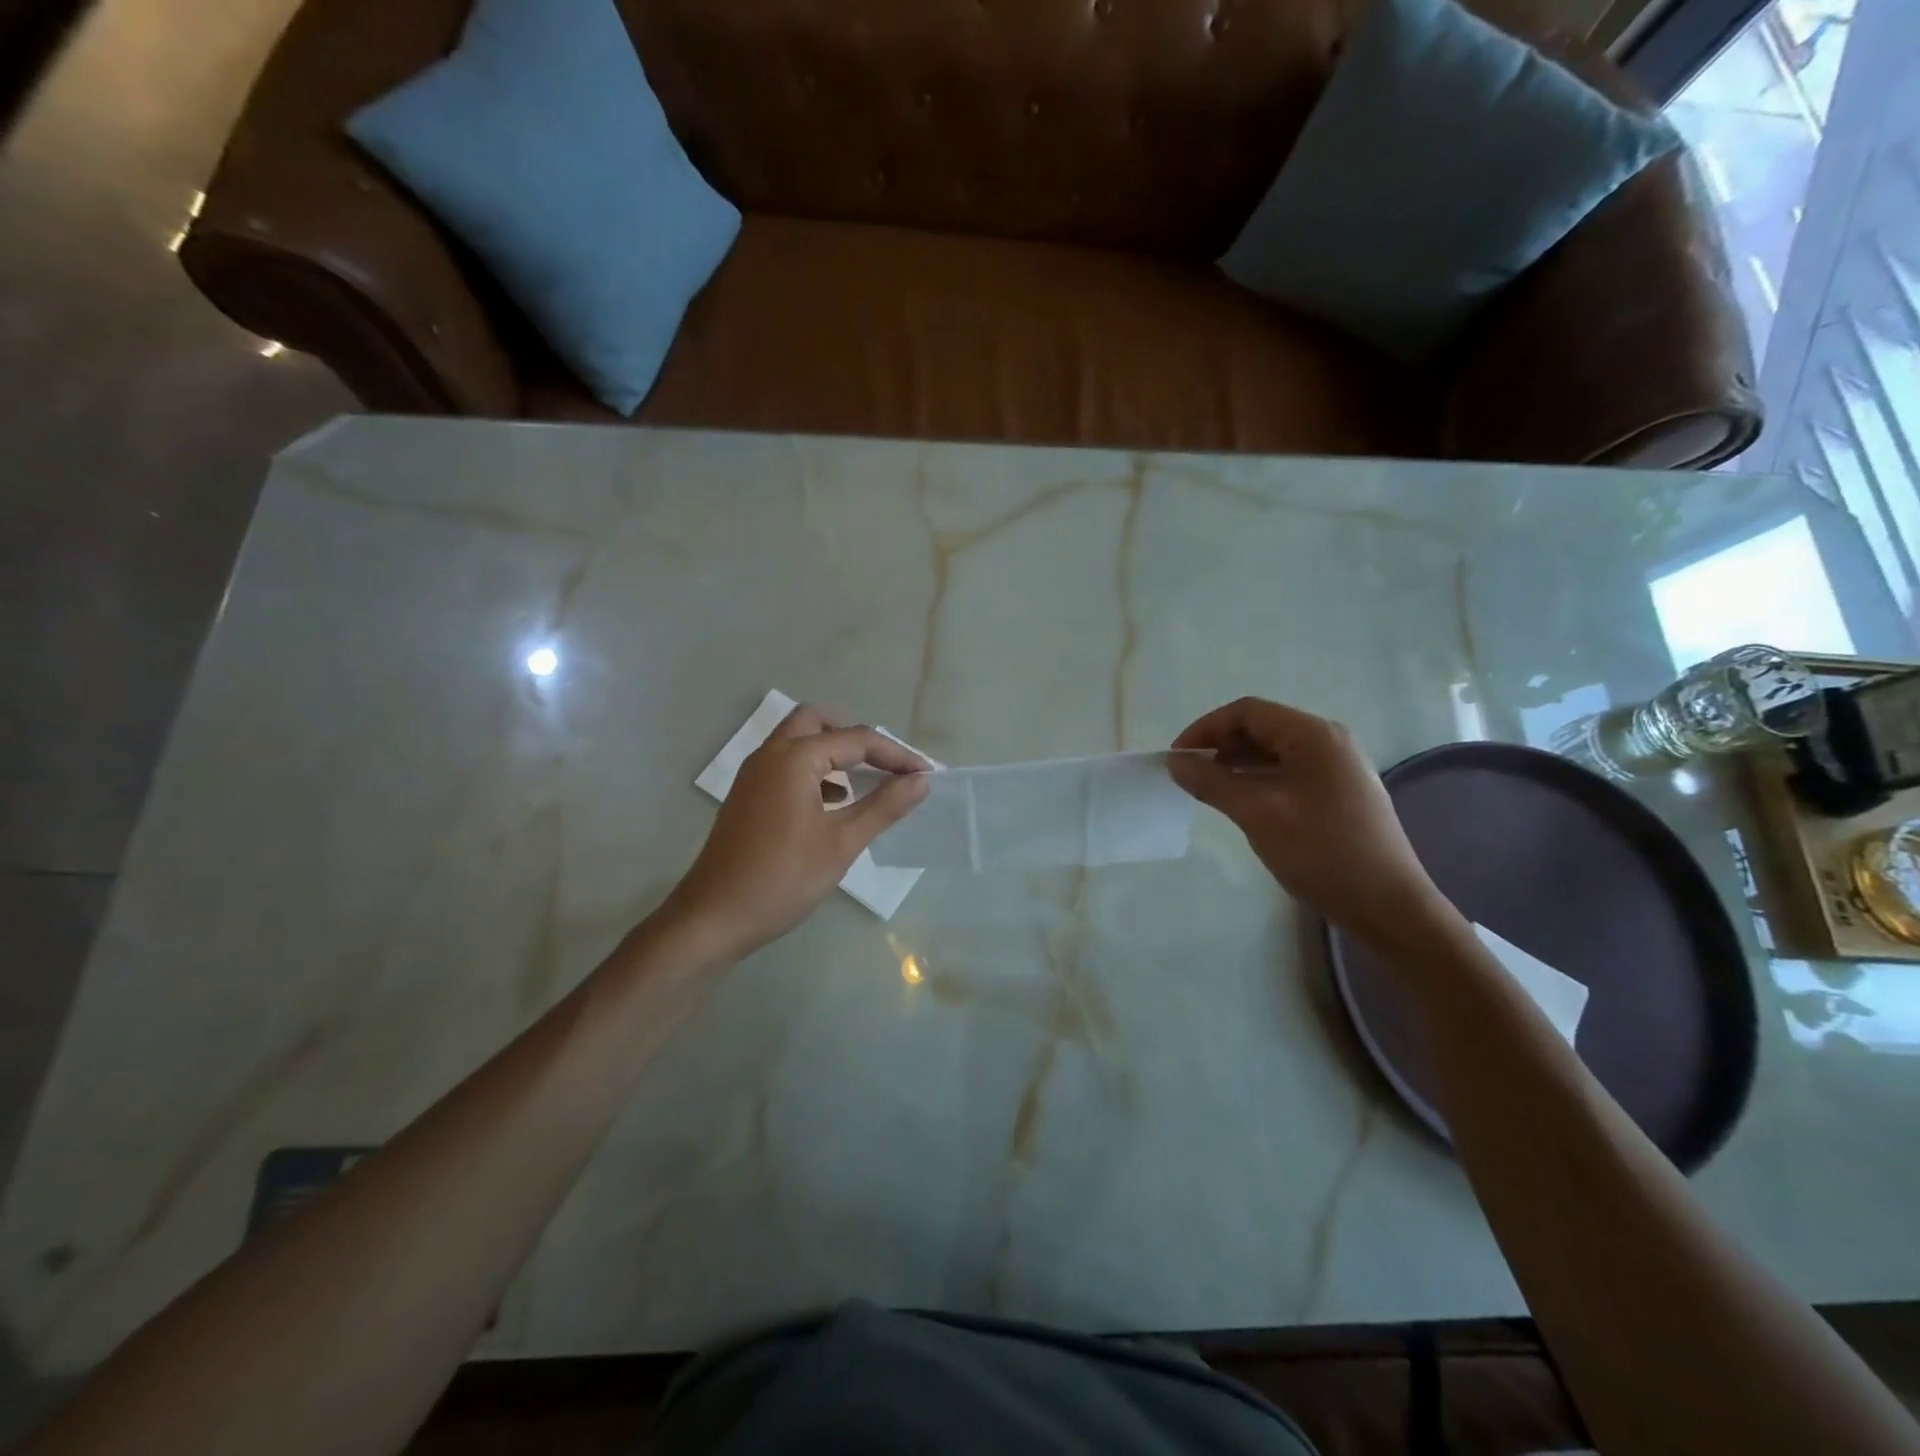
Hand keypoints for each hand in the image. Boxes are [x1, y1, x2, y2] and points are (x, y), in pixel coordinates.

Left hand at [660, 705, 930, 962]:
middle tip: (885, 764)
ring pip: (798, 741)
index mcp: (794, 758)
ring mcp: (753, 775)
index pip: (856, 739)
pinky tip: (831, 805)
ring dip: (832, 752)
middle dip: (856, 737)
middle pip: (817, 722)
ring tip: (864, 783)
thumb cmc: (783, 878)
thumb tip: (921, 781)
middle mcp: (770, 754)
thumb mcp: (842, 843)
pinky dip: (813, 771)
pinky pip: (785, 765)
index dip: (896, 755)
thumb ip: (884, 806)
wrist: (713, 918)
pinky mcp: (748, 796)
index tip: (925, 775)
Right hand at [1169, 698, 1461, 948]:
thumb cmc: (1322, 852)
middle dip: (1219, 745)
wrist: (1388, 906)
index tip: (1176, 758)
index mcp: (1313, 735)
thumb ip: (1213, 783)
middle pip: (1261, 728)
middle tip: (1189, 775)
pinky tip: (1240, 802)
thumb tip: (1176, 763)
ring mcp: (1337, 768)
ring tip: (1207, 789)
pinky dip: (1257, 780)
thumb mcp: (1258, 814)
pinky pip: (1287, 773)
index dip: (1205, 729)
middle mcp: (1328, 742)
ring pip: (1273, 752)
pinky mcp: (1338, 793)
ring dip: (1236, 764)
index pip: (1247, 712)